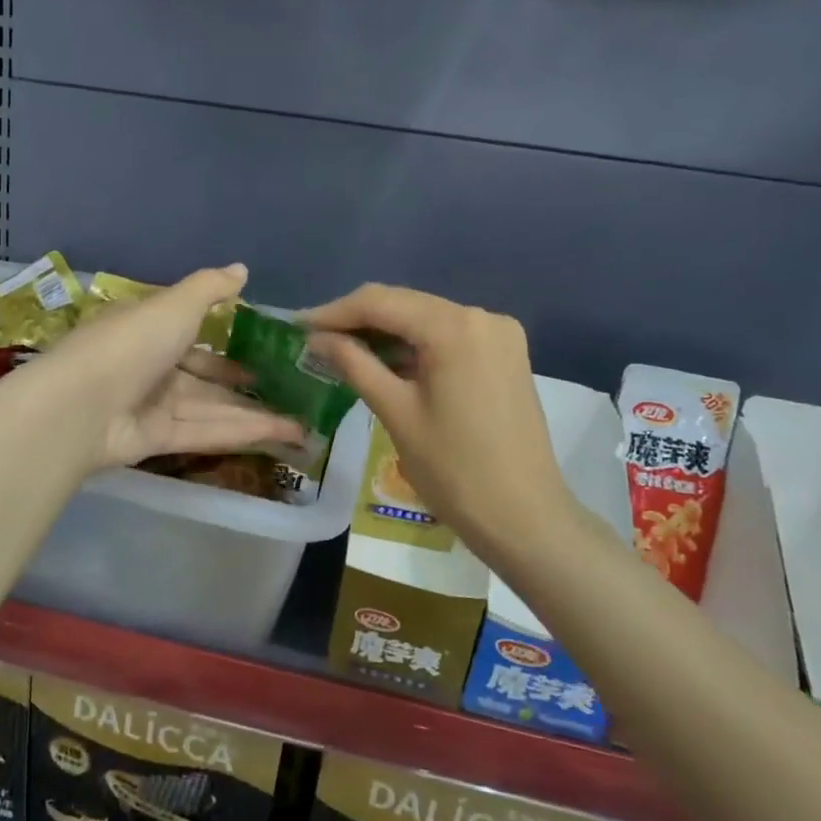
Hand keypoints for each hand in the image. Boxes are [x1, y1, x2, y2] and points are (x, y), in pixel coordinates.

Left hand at [36, 264, 305, 471]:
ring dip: (256, 413)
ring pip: (213, 407)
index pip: (193, 330)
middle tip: (292, 388)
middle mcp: (152, 365)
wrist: (80, 406)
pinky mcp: (158, 439)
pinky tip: (283, 433)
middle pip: (207, 375)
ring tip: (302, 421)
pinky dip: (242, 432)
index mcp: (150, 327)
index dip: (229, 337)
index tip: (266, 344)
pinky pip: (206, 432)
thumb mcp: (174, 304)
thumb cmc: (130, 343)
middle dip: (247, 382)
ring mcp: (154, 405)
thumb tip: (242, 269)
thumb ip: (210, 288)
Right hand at [304, 284, 575, 556]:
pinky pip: (448, 336)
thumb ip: (355, 365)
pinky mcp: (505, 355)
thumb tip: (317, 339)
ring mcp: (499, 334)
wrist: (525, 517)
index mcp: (454, 327)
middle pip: (405, 304)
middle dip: (357, 319)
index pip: (380, 302)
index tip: (296, 327)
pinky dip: (414, 344)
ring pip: (426, 318)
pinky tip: (385, 360)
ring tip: (341, 349)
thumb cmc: (454, 470)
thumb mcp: (396, 413)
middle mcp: (481, 316)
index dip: (334, 312)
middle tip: (314, 339)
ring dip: (385, 331)